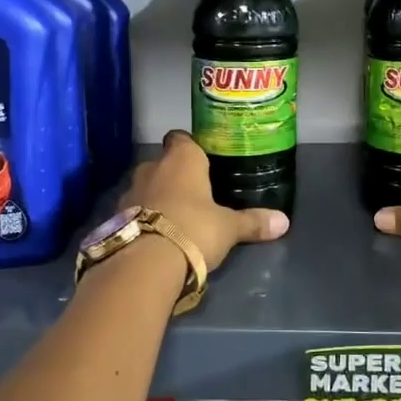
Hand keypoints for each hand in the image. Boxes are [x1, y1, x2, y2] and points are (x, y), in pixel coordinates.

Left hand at [118, 131, 289, 271]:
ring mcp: (130, 191)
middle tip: (195, 194)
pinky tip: (156, 235)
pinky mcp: (116, 217)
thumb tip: (285, 222)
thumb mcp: (229, 228)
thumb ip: (253, 222)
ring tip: (176, 218)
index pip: (182, 138)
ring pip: (146, 186)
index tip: (203, 160)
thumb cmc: (194, 229)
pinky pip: (134, 210)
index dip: (191, 147)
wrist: (145, 262)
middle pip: (163, 163)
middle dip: (175, 176)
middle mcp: (152, 167)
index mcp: (181, 158)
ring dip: (157, 197)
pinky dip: (143, 218)